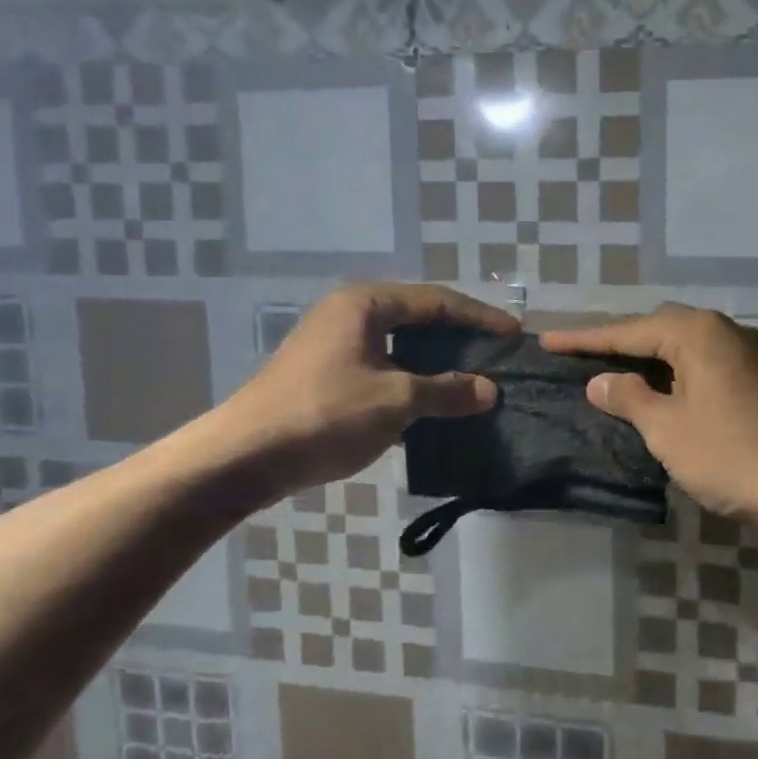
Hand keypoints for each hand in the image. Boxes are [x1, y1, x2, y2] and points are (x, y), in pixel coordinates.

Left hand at [185, 283, 517, 503]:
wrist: (244, 457)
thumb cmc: (325, 415)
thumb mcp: (396, 401)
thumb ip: (447, 391)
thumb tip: (490, 390)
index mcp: (366, 304)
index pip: (437, 301)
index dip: (479, 317)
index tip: (513, 334)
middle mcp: (349, 314)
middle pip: (418, 318)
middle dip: (459, 338)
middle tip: (496, 355)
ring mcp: (334, 344)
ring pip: (400, 346)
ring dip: (436, 363)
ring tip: (472, 380)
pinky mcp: (326, 374)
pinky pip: (382, 367)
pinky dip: (411, 380)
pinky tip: (432, 403)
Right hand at [541, 304, 757, 530]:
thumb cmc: (733, 455)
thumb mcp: (668, 430)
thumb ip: (629, 397)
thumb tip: (600, 381)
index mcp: (697, 332)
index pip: (627, 330)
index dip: (584, 339)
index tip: (547, 341)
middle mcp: (724, 330)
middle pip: (657, 328)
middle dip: (618, 342)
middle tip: (581, 357)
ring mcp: (748, 352)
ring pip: (684, 346)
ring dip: (649, 358)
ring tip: (616, 371)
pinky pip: (705, 363)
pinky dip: (677, 372)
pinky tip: (665, 391)